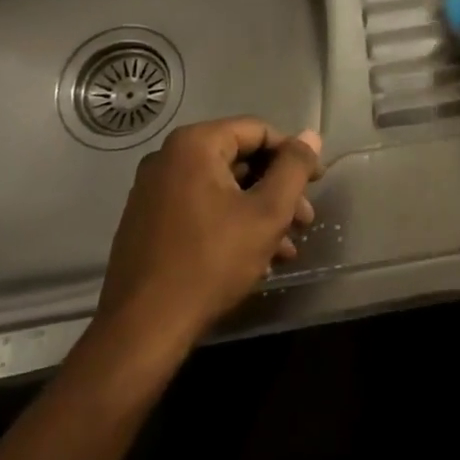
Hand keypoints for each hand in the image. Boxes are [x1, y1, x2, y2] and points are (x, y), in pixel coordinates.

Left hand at [93, 118, 321, 354]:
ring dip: (258, 211)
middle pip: (239, 159)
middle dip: (277, 189)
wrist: (143, 328)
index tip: (317, 183)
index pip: (258, 131)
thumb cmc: (211, 261)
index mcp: (194, 145)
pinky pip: (200, 207)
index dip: (293, 154)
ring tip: (286, 246)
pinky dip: (231, 222)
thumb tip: (310, 135)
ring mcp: (152, 190)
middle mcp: (167, 158)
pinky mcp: (147, 221)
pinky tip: (256, 256)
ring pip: (222, 188)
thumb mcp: (267, 213)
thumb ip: (294, 168)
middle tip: (305, 220)